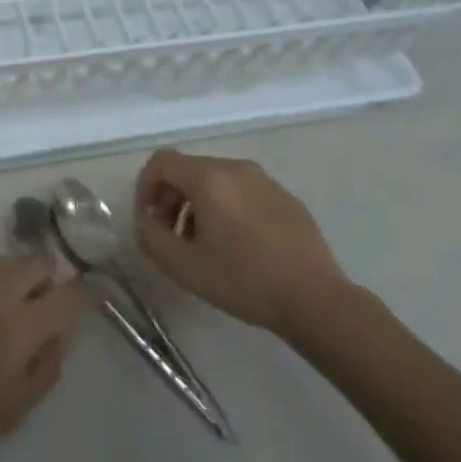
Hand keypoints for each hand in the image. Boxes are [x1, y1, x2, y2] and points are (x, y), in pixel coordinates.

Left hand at [0, 256, 88, 461]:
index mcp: (20, 328)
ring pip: (2, 261)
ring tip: (6, 304)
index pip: (69, 296)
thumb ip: (48, 364)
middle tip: (44, 303)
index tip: (95, 294)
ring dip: (13, 277)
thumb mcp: (17, 407)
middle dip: (49, 279)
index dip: (88, 293)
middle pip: (37, 263)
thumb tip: (61, 332)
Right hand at [134, 149, 354, 336]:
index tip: (148, 221)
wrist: (315, 299)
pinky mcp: (286, 197)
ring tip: (202, 245)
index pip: (161, 162)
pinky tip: (237, 247)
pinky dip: (227, 209)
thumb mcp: (182, 265)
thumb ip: (150, 236)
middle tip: (171, 237)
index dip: (145, 188)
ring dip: (197, 205)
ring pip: (216, 181)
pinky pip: (243, 192)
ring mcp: (265, 180)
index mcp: (209, 177)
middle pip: (188, 170)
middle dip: (171, 199)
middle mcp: (236, 168)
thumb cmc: (243, 280)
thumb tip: (146, 219)